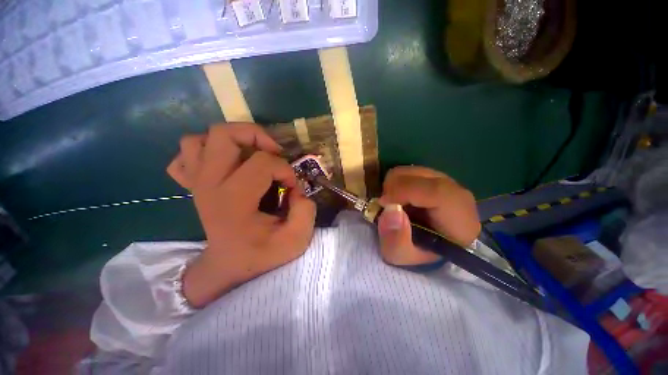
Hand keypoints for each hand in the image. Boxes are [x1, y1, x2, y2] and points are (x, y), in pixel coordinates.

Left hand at [166, 124, 315, 307]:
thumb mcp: (296, 239)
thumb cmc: (262, 256)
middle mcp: (209, 186)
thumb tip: (297, 188)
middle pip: (223, 134)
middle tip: (274, 152)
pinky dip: (206, 151)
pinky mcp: (194, 185)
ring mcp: (196, 184)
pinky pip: (187, 155)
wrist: (230, 269)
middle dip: (257, 136)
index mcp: (233, 201)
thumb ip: (305, 210)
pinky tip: (226, 164)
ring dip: (230, 140)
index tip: (293, 187)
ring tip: (251, 154)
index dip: (285, 170)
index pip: (262, 163)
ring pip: (198, 139)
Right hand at [376, 166, 480, 265]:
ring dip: (394, 185)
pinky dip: (397, 182)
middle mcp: (456, 192)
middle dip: (393, 188)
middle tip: (386, 206)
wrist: (431, 245)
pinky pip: (410, 172)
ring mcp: (446, 181)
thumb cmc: (419, 253)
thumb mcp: (401, 257)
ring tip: (393, 204)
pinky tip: (400, 198)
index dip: (404, 192)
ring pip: (411, 171)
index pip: (436, 192)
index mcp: (458, 218)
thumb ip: (395, 240)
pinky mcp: (434, 177)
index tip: (383, 203)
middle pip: (420, 176)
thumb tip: (391, 210)